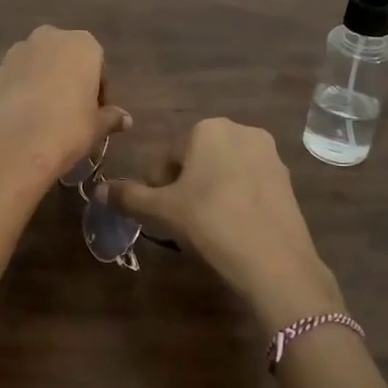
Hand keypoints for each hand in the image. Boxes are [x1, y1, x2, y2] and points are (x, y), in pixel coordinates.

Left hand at [0, 26, 130, 189]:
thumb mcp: (97, 126)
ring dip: (43, 82)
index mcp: (82, 44)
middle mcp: (48, 38)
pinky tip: (23, 118)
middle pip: (65, 58)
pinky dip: (20, 91)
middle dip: (69, 80)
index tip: (96, 114)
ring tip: (45, 116)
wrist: (14, 146)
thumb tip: (126, 120)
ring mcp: (16, 52)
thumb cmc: (68, 130)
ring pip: (37, 65)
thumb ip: (111, 117)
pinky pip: (15, 79)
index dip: (99, 91)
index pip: (98, 66)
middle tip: (72, 113)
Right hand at [101, 118, 342, 332]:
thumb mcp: (164, 210)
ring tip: (208, 225)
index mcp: (208, 128)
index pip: (170, 154)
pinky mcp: (288, 179)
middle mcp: (242, 131)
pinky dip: (238, 199)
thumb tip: (99, 191)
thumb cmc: (211, 221)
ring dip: (213, 190)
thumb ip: (130, 197)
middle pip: (200, 158)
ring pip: (226, 170)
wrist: (275, 260)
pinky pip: (251, 183)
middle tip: (182, 218)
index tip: (162, 210)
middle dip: (187, 184)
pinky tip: (235, 227)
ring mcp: (270, 154)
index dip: (160, 184)